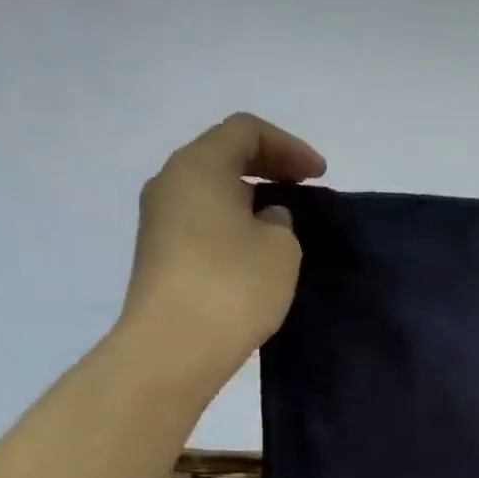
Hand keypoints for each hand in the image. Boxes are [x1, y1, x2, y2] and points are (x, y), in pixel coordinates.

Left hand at [117, 112, 326, 356]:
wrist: (174, 346)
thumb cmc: (233, 285)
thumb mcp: (280, 246)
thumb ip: (280, 220)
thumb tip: (262, 218)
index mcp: (198, 166)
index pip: (245, 131)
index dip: (288, 146)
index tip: (319, 175)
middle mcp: (170, 183)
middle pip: (222, 154)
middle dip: (268, 165)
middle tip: (305, 187)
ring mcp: (158, 220)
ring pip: (210, 190)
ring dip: (250, 196)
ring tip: (284, 220)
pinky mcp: (159, 254)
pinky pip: (202, 220)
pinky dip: (233, 222)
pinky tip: (257, 249)